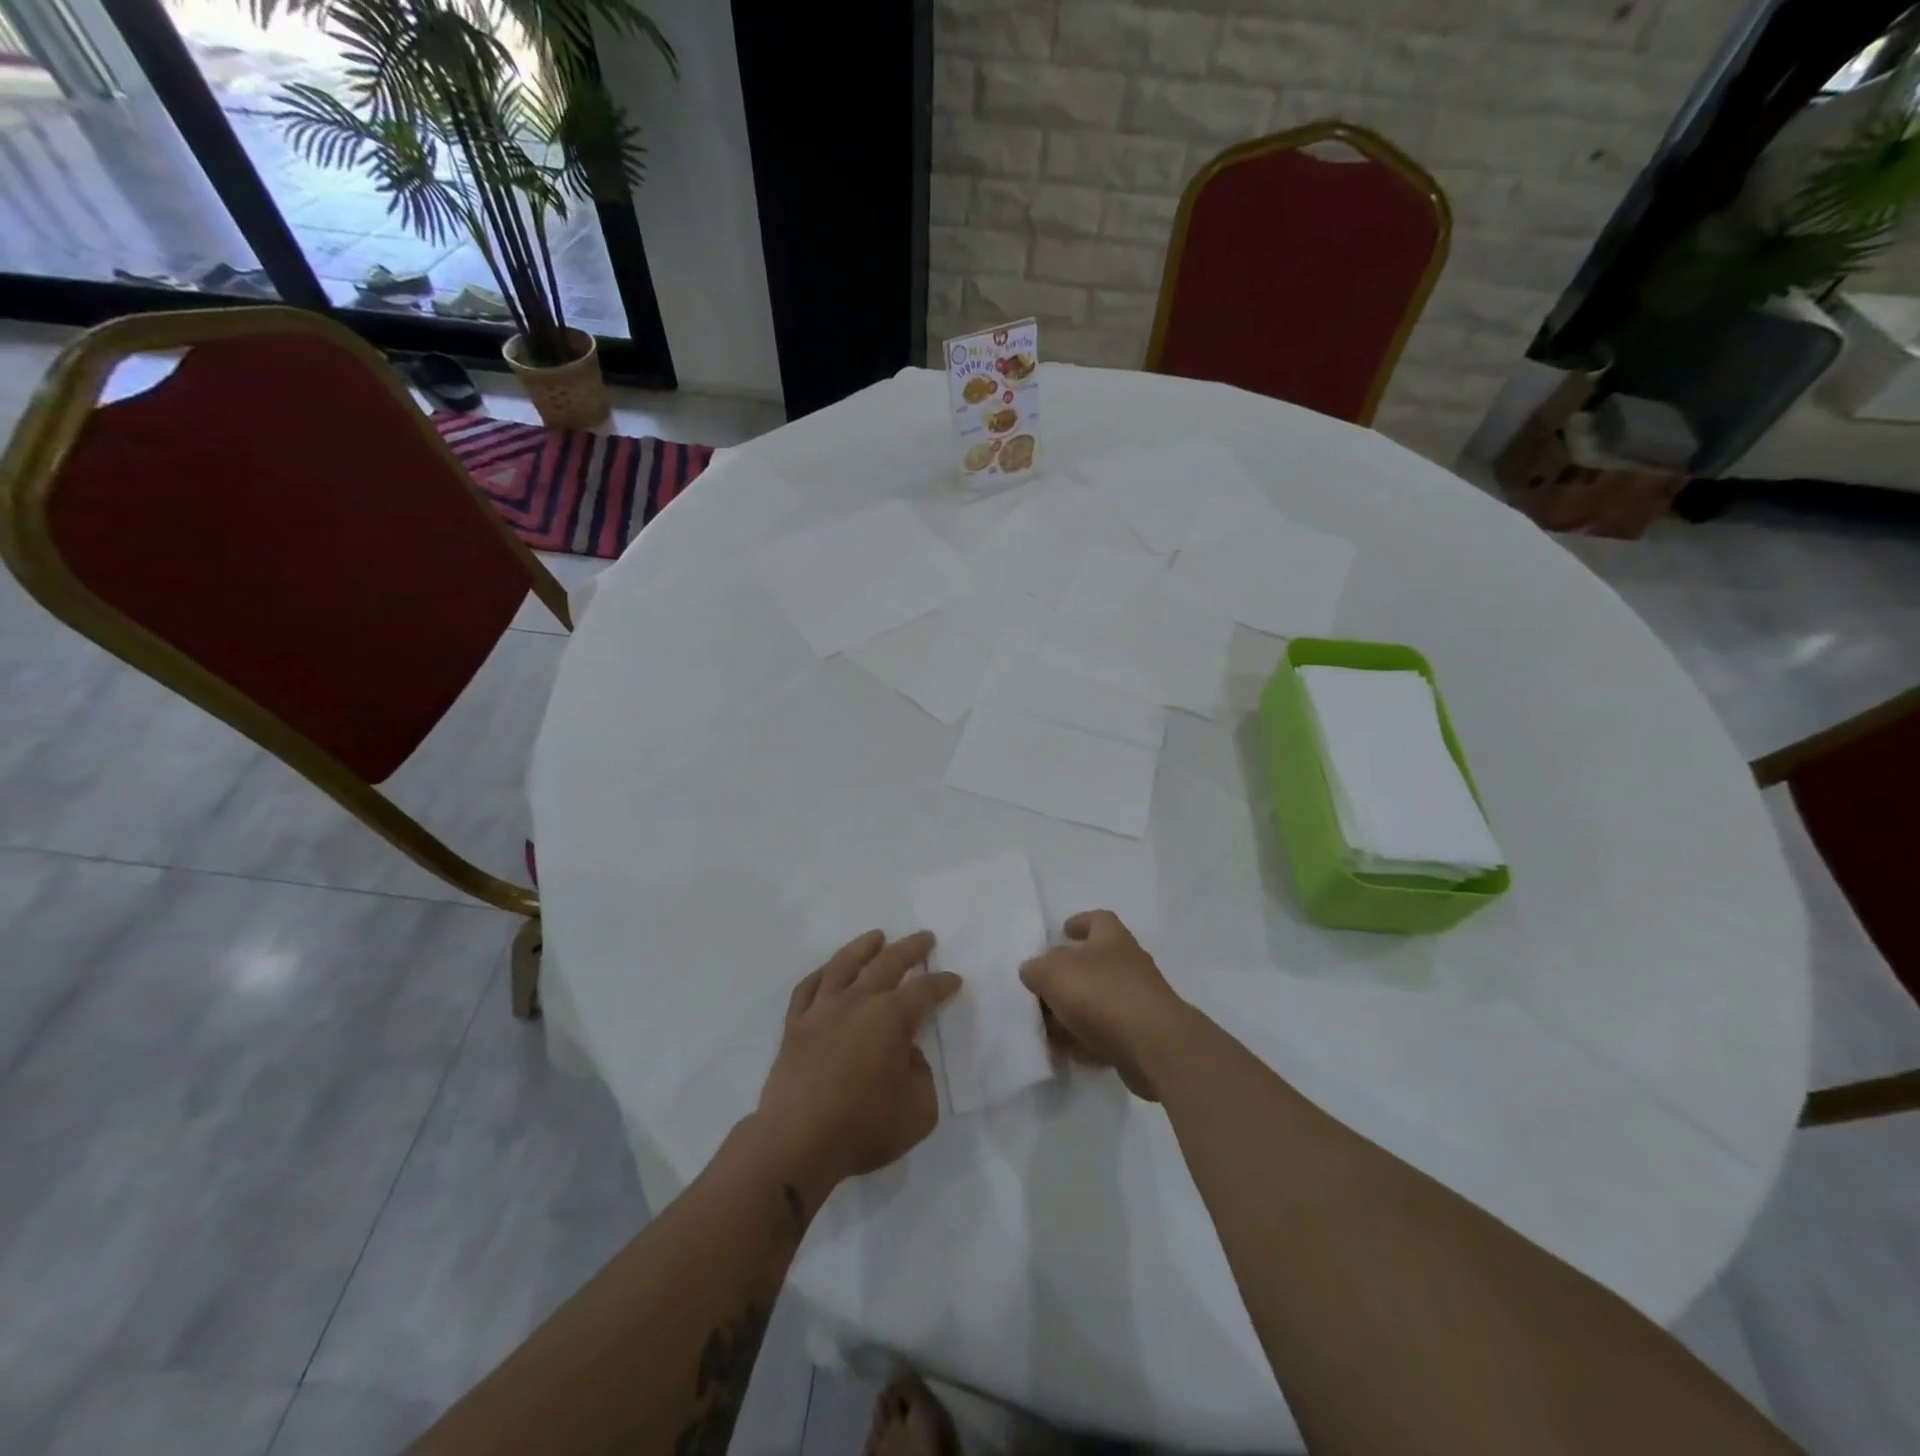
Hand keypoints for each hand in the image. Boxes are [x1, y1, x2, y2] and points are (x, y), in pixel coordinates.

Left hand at [754, 930, 960, 1201]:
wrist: (796, 1144)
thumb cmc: (863, 1128)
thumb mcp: (919, 1111)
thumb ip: (922, 1076)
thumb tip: (906, 1056)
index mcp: (892, 1018)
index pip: (925, 990)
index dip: (942, 983)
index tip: (954, 980)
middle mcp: (858, 1001)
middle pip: (888, 962)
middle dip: (911, 948)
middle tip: (925, 938)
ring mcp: (822, 1010)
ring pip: (844, 964)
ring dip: (864, 947)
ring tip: (876, 936)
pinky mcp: (795, 1026)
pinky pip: (807, 988)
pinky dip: (821, 974)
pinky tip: (828, 971)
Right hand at [1020, 911, 1188, 1100]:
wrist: (1153, 1045)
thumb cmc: (1101, 994)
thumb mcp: (1053, 973)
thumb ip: (1036, 969)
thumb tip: (1033, 971)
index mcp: (1112, 939)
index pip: (1098, 920)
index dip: (1080, 922)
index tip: (1064, 930)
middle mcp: (1128, 965)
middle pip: (1093, 964)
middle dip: (1067, 976)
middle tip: (1042, 988)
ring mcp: (1137, 1001)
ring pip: (1098, 1002)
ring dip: (1073, 1012)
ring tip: (1046, 1026)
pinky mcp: (1141, 1036)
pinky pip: (1106, 1034)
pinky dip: (1086, 1040)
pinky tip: (1066, 1051)